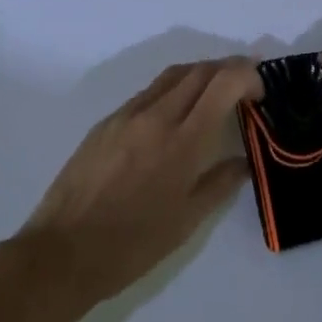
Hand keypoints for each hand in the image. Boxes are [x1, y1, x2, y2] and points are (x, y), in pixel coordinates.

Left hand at [14, 60, 252, 311]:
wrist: (62, 253)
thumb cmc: (132, 245)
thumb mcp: (187, 222)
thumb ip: (220, 183)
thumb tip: (242, 162)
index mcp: (183, 140)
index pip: (224, 82)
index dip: (248, 75)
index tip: (259, 93)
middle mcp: (157, 115)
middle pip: (200, 70)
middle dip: (228, 69)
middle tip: (244, 87)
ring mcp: (128, 114)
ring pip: (172, 75)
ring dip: (200, 75)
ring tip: (213, 94)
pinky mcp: (106, 122)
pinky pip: (148, 93)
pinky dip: (171, 91)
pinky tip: (173, 117)